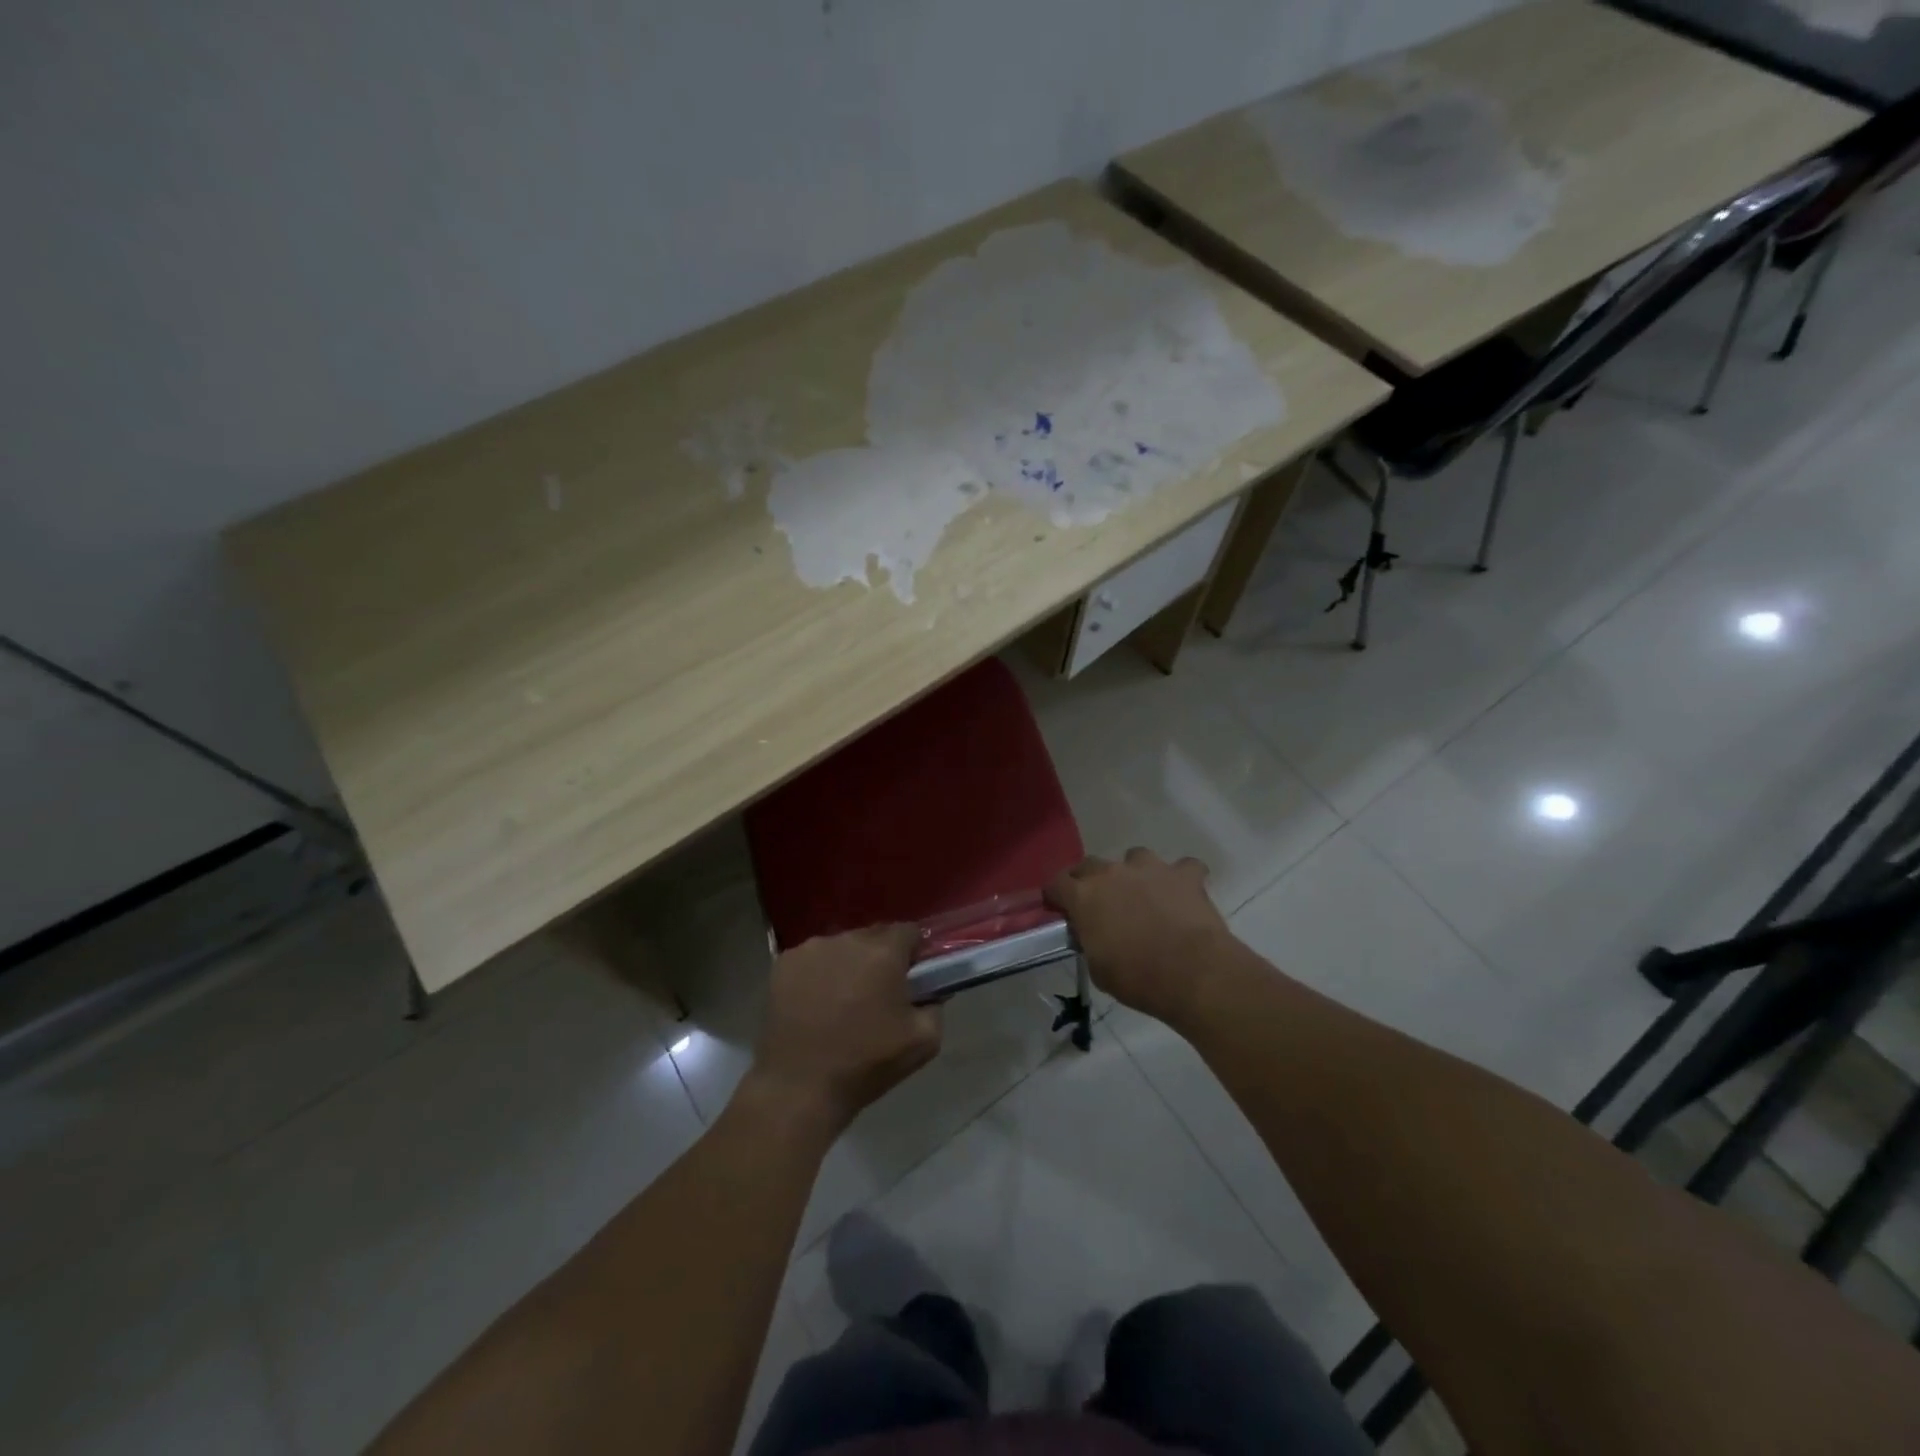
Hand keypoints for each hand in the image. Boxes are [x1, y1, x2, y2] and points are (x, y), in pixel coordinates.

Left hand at [749, 924, 942, 1133]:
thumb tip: (929, 992)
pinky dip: (818, 974)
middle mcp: (846, 939)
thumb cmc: (865, 1063)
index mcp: (883, 952)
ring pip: (841, 947)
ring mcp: (810, 949)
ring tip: (842, 1001)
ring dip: (848, 964)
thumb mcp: (924, 1041)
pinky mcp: (783, 964)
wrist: (799, 1088)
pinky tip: (814, 1003)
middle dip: (879, 958)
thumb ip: (936, 1006)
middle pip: (873, 936)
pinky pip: (812, 959)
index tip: (910, 977)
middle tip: (877, 993)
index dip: (913, 953)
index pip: (909, 932)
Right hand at [1045, 849, 1237, 1026]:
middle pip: (1090, 864)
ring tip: (1144, 895)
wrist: (1194, 973)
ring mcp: (1150, 868)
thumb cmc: (1138, 978)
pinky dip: (1182, 878)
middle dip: (1090, 881)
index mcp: (1084, 896)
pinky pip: (1183, 867)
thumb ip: (1090, 942)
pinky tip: (1183, 894)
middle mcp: (1113, 873)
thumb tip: (1092, 934)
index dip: (1056, 895)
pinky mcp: (1185, 874)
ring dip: (1135, 873)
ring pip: (1135, 857)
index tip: (1059, 908)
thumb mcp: (1098, 969)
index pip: (1056, 883)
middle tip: (1099, 904)